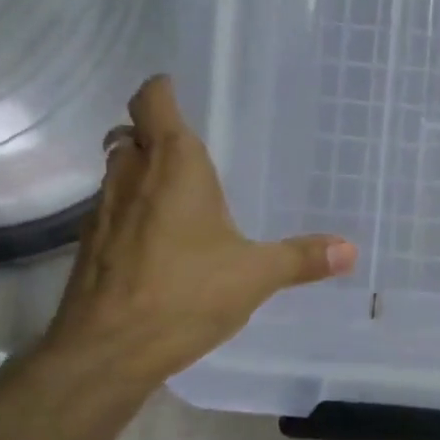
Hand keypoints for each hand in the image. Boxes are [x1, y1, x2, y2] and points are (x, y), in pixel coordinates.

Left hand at [40, 76, 357, 384]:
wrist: (107, 350)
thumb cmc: (185, 294)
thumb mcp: (256, 275)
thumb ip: (302, 258)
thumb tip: (350, 250)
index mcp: (174, 166)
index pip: (153, 101)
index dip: (161, 90)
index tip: (178, 89)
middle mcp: (132, 176)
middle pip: (130, 133)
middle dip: (152, 132)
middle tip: (188, 147)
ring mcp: (102, 210)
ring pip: (117, 170)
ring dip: (139, 170)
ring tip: (177, 191)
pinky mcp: (89, 246)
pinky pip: (110, 209)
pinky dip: (130, 209)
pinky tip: (157, 240)